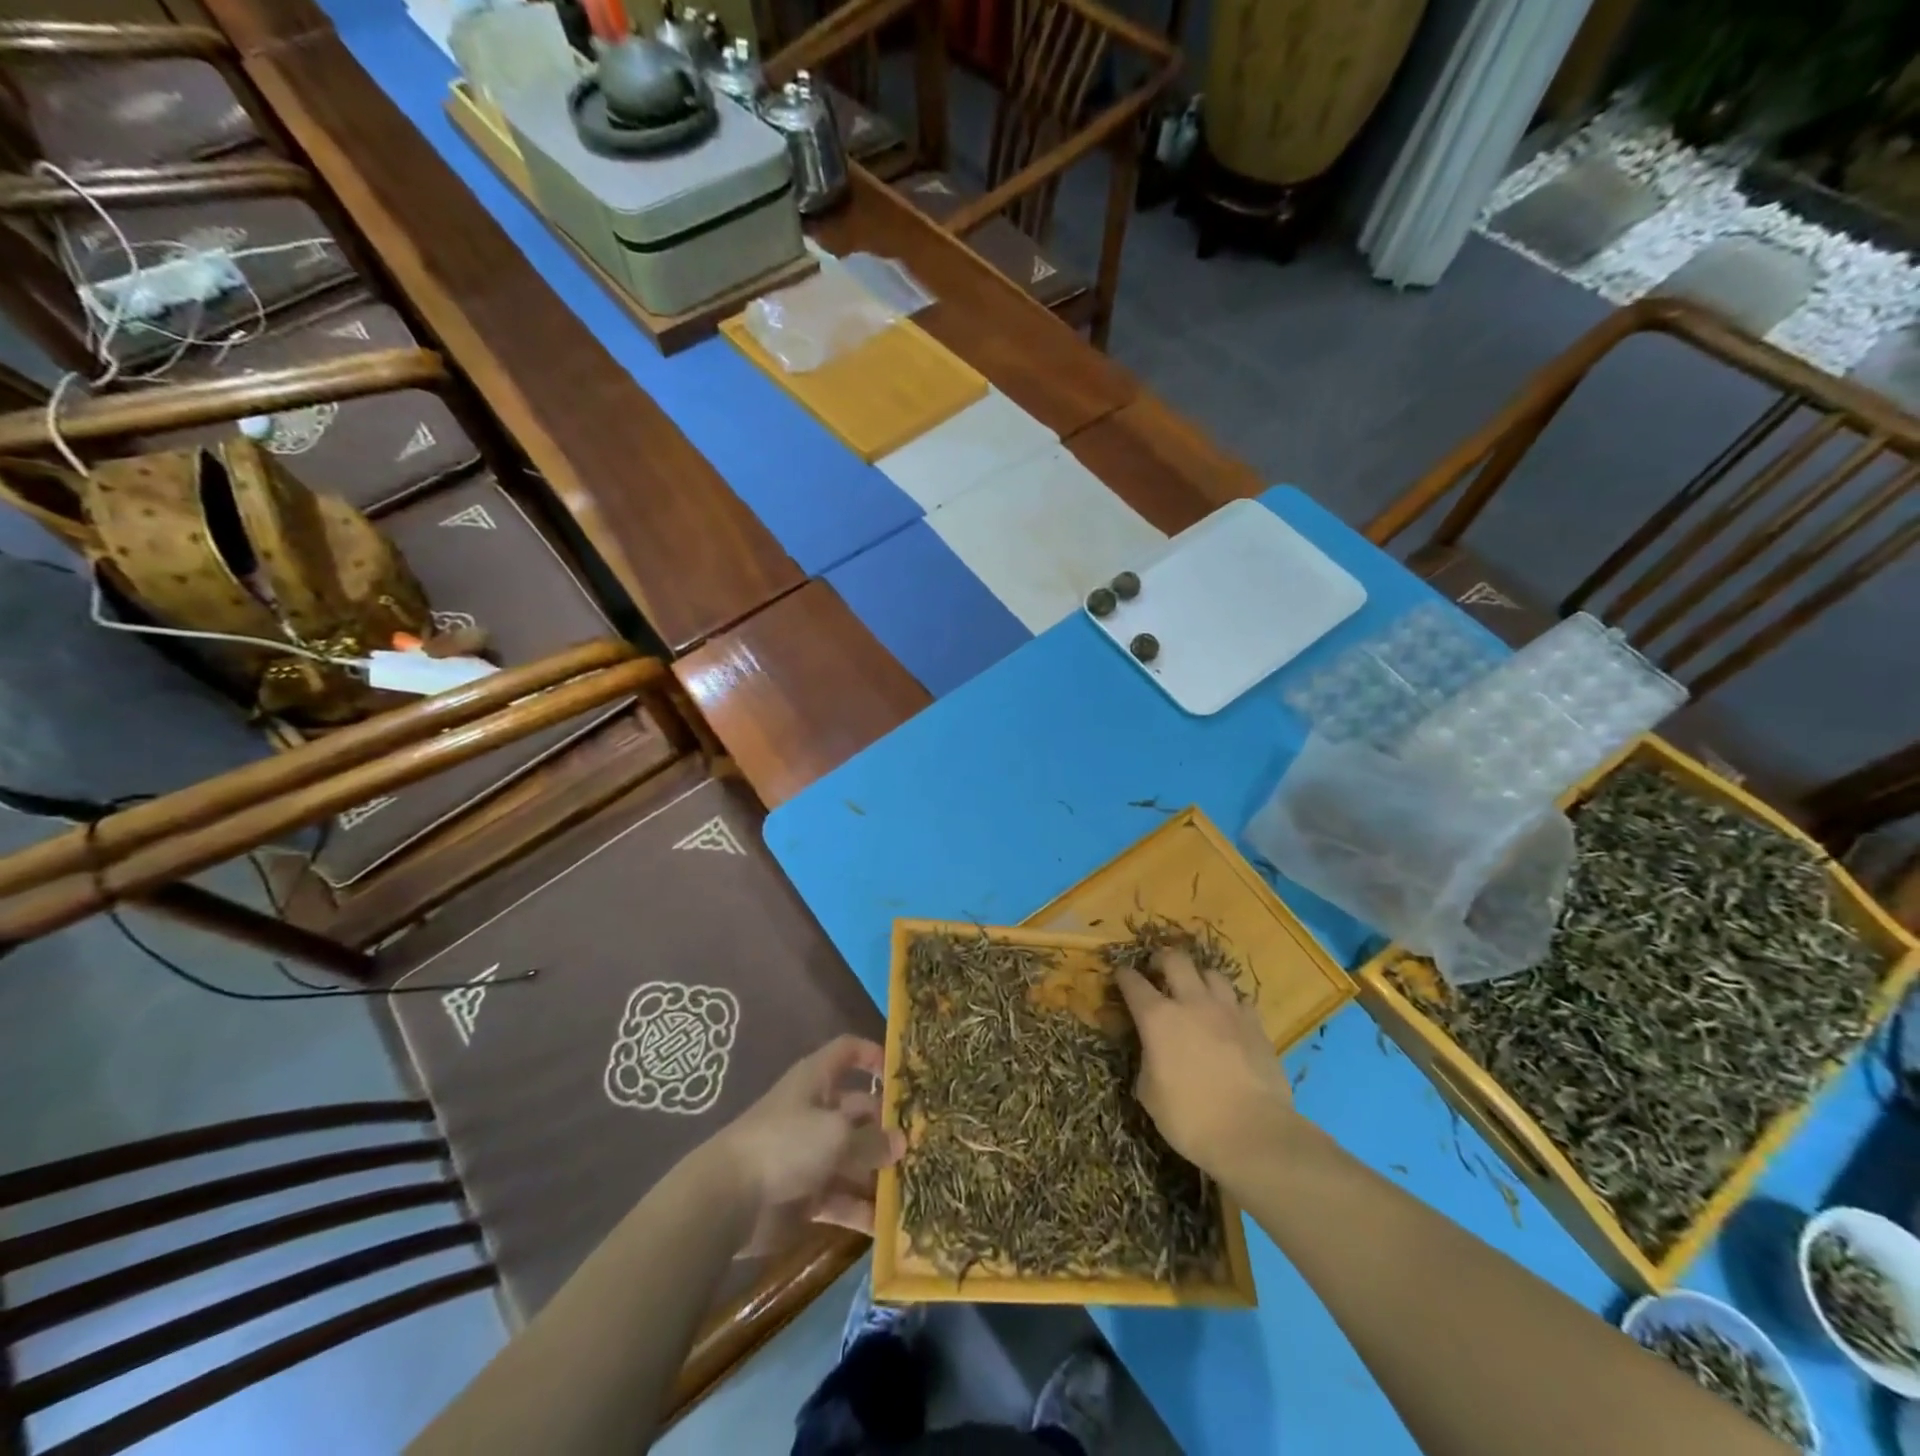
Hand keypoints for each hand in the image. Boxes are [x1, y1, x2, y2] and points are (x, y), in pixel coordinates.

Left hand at [709, 1035, 905, 1255]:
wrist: (728, 1199)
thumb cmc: (786, 1143)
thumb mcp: (837, 1134)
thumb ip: (873, 1140)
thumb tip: (902, 1142)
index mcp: (817, 1080)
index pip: (849, 1052)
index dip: (875, 1055)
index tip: (905, 1075)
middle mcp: (816, 1111)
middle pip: (860, 1110)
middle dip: (888, 1126)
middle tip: (923, 1143)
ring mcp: (811, 1154)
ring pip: (855, 1157)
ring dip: (880, 1172)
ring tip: (916, 1184)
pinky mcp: (806, 1194)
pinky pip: (842, 1198)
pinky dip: (862, 1209)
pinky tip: (889, 1224)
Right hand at [1114, 949, 1298, 1182]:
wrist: (1253, 1134)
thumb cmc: (1191, 1118)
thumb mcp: (1149, 1093)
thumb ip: (1146, 1060)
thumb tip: (1151, 1049)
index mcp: (1157, 1018)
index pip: (1133, 983)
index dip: (1123, 976)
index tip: (1120, 975)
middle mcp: (1192, 1003)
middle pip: (1175, 960)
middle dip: (1162, 960)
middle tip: (1158, 971)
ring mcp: (1228, 1010)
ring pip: (1212, 973)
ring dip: (1199, 978)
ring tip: (1197, 991)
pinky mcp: (1256, 1025)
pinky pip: (1240, 1000)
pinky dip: (1230, 1004)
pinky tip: (1228, 1018)